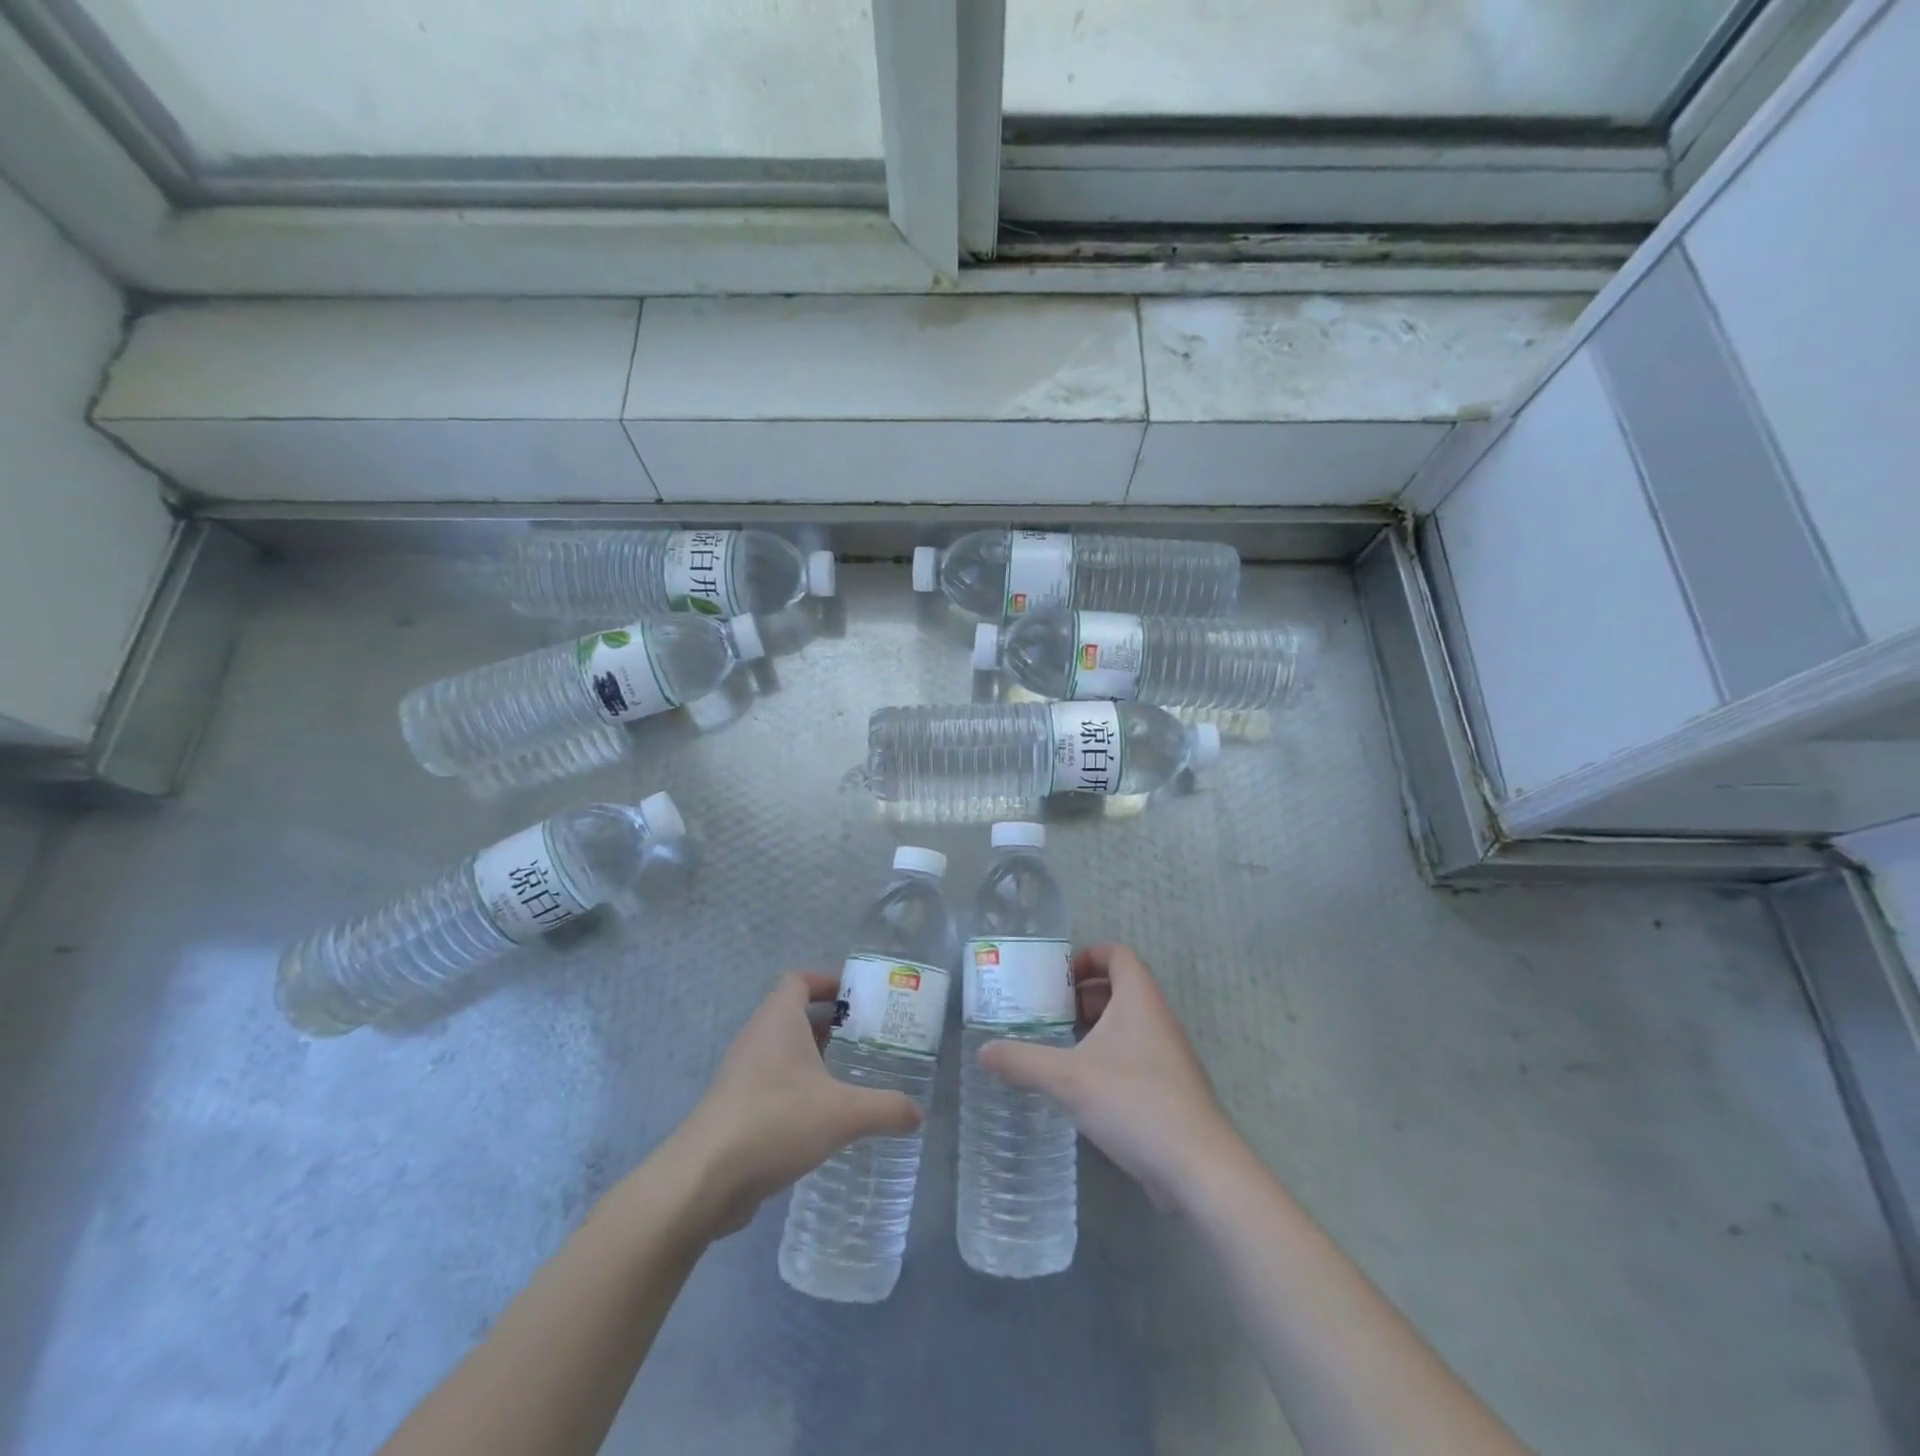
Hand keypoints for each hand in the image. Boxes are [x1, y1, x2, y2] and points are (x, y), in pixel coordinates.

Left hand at [669, 972, 922, 1235]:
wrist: (704, 1179)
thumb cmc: (776, 1121)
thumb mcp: (843, 1114)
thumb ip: (886, 1109)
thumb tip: (919, 1114)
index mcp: (778, 1019)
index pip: (799, 980)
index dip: (827, 981)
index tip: (859, 997)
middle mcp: (757, 1037)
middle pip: (794, 1014)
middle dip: (830, 1023)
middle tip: (868, 1038)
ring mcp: (742, 1074)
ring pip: (783, 1052)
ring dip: (815, 1059)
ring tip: (852, 1077)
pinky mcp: (736, 1108)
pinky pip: (773, 1084)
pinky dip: (798, 1089)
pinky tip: (824, 1118)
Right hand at [979, 944, 1237, 1205]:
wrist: (1197, 1168)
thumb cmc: (1133, 1102)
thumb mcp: (1067, 1079)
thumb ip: (1022, 1061)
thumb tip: (982, 1051)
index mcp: (1139, 999)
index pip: (1117, 954)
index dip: (1087, 956)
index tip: (1056, 977)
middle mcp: (1158, 1019)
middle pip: (1121, 987)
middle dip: (1083, 995)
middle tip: (1048, 1013)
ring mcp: (1168, 1055)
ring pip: (1127, 1025)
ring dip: (1094, 1029)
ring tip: (1058, 1048)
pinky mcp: (1170, 1089)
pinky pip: (1135, 1056)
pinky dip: (1108, 1058)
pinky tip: (1082, 1087)